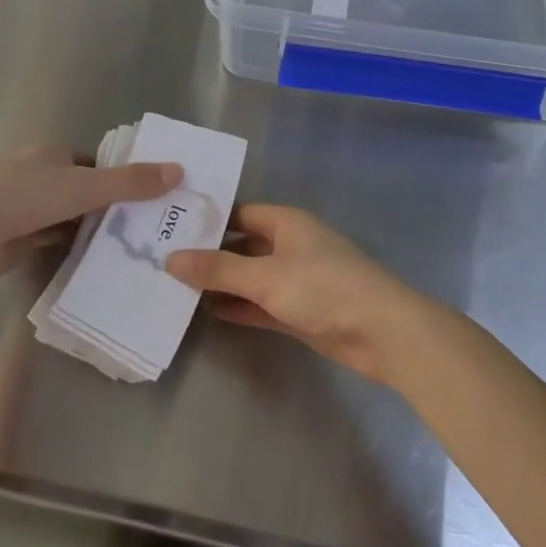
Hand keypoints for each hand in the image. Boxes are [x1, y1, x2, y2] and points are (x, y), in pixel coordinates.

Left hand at [0, 148, 181, 291]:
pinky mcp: (15, 237)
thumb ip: (131, 182)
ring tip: (130, 248)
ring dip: (90, 230)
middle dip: (109, 208)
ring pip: (68, 217)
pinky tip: (96, 262)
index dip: (120, 179)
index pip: (95, 165)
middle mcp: (38, 176)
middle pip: (83, 191)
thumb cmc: (26, 196)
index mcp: (52, 154)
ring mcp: (24, 208)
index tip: (149, 199)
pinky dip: (70, 247)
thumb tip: (178, 171)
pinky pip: (52, 239)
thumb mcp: (87, 186)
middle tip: (145, 228)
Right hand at [166, 206, 441, 385]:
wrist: (381, 333)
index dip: (207, 220)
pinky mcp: (300, 311)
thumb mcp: (265, 276)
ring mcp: (296, 280)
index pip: (239, 213)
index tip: (169, 228)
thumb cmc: (324, 288)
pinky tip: (208, 313)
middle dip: (209, 255)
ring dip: (222, 284)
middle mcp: (290, 245)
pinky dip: (239, 307)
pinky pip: (261, 304)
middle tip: (164, 261)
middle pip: (242, 245)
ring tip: (177, 288)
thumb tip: (170, 259)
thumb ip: (218, 270)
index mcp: (286, 222)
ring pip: (250, 277)